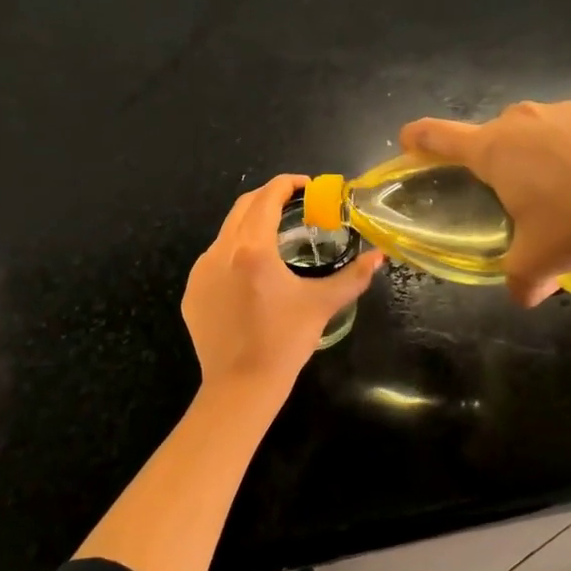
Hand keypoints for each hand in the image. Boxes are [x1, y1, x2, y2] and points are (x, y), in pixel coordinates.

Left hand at [183, 175, 383, 395]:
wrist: (240, 386)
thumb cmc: (285, 342)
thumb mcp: (321, 305)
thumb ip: (353, 276)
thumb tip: (379, 257)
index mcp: (252, 248)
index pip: (267, 197)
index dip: (287, 184)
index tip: (306, 186)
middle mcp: (220, 251)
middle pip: (242, 207)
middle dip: (267, 198)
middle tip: (293, 206)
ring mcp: (200, 272)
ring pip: (225, 233)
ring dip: (249, 226)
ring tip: (273, 241)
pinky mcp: (191, 292)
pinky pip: (212, 261)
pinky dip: (232, 255)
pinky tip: (249, 277)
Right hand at [400, 102, 570, 306]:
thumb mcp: (539, 260)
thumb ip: (520, 280)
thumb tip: (523, 298)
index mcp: (493, 151)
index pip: (437, 136)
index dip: (417, 138)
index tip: (407, 141)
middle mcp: (520, 121)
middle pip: (491, 135)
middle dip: (494, 160)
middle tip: (511, 193)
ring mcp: (562, 112)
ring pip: (534, 130)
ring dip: (536, 153)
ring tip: (562, 188)